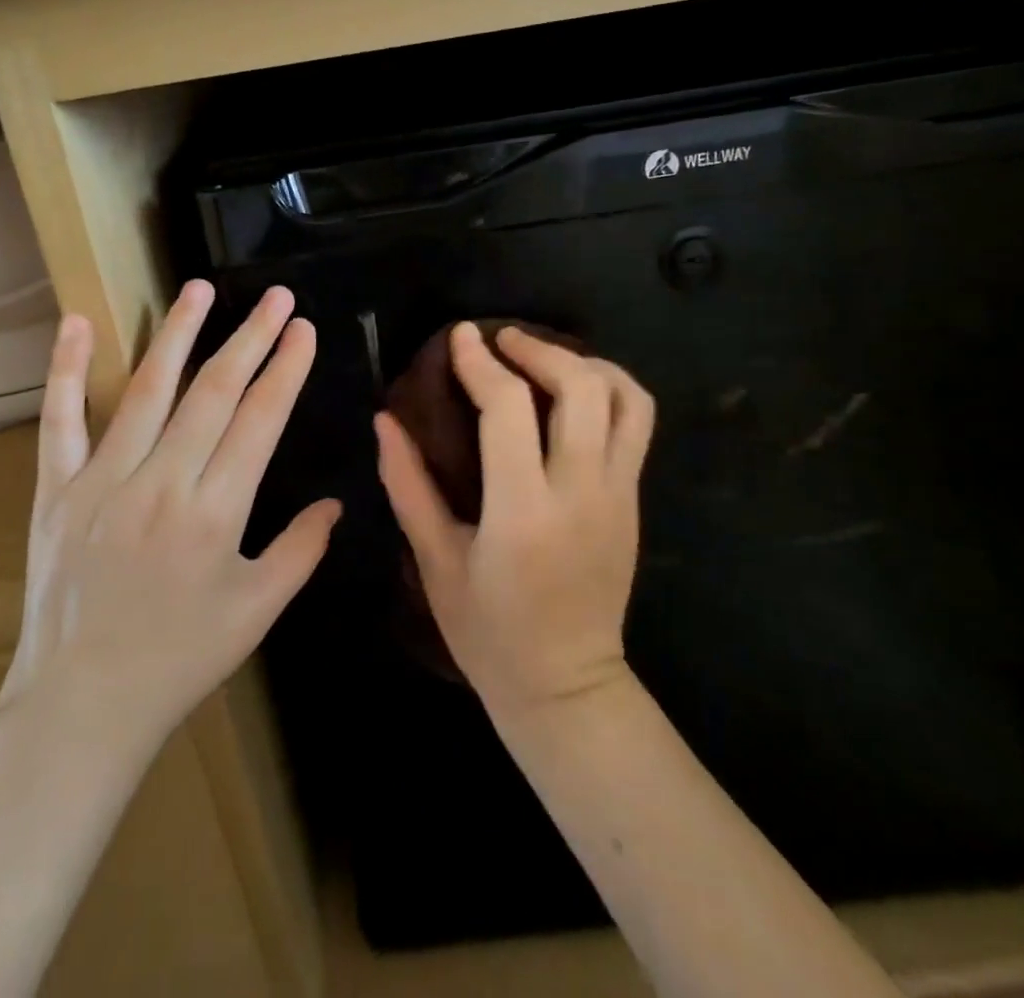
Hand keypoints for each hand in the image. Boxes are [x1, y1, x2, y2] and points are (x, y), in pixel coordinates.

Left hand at [0, 280, 338, 758]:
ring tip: (201, 288)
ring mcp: (102, 482)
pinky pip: (59, 421)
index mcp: (214, 513)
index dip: (285, 370)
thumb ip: (301, 551)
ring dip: (178, 334)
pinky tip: (76, 322)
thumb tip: (335, 502)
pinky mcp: (55, 490)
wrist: (81, 706)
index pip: (259, 421)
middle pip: (213, 393)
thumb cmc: (180, 660)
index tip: (303, 330)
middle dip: (251, 338)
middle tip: (276, 297)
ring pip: (146, 391)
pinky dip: (65, 369)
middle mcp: (161, 484)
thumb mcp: (256, 612)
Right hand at [377, 323, 652, 721]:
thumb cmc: (488, 632)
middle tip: (502, 340)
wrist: (567, 687)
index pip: (509, 409)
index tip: (460, 335)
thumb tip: (386, 420)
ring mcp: (618, 495)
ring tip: (544, 357)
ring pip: (625, 399)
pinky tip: (573, 392)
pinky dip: (609, 389)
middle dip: (539, 349)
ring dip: (585, 363)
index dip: (480, 362)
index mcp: (523, 511)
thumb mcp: (434, 561)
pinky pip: (636, 424)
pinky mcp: (634, 501)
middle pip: (581, 387)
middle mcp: (581, 492)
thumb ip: (408, 484)